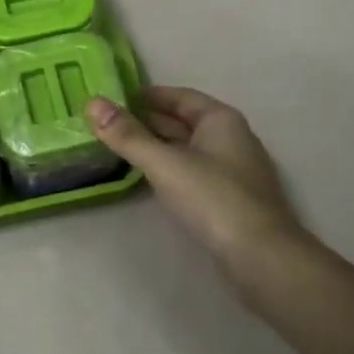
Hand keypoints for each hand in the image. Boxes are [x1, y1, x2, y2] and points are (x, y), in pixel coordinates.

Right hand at [86, 87, 310, 297]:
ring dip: (159, 147)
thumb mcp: (165, 163)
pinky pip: (195, 172)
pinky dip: (172, 169)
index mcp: (221, 119)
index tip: (116, 99)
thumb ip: (128, 135)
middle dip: (150, 121)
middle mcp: (232, 138)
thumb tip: (92, 103)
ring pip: (189, 149)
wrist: (261, 257)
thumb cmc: (213, 198)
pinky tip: (153, 180)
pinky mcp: (231, 199)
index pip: (180, 96)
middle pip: (185, 122)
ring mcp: (234, 170)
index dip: (148, 96)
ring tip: (123, 149)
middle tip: (110, 125)